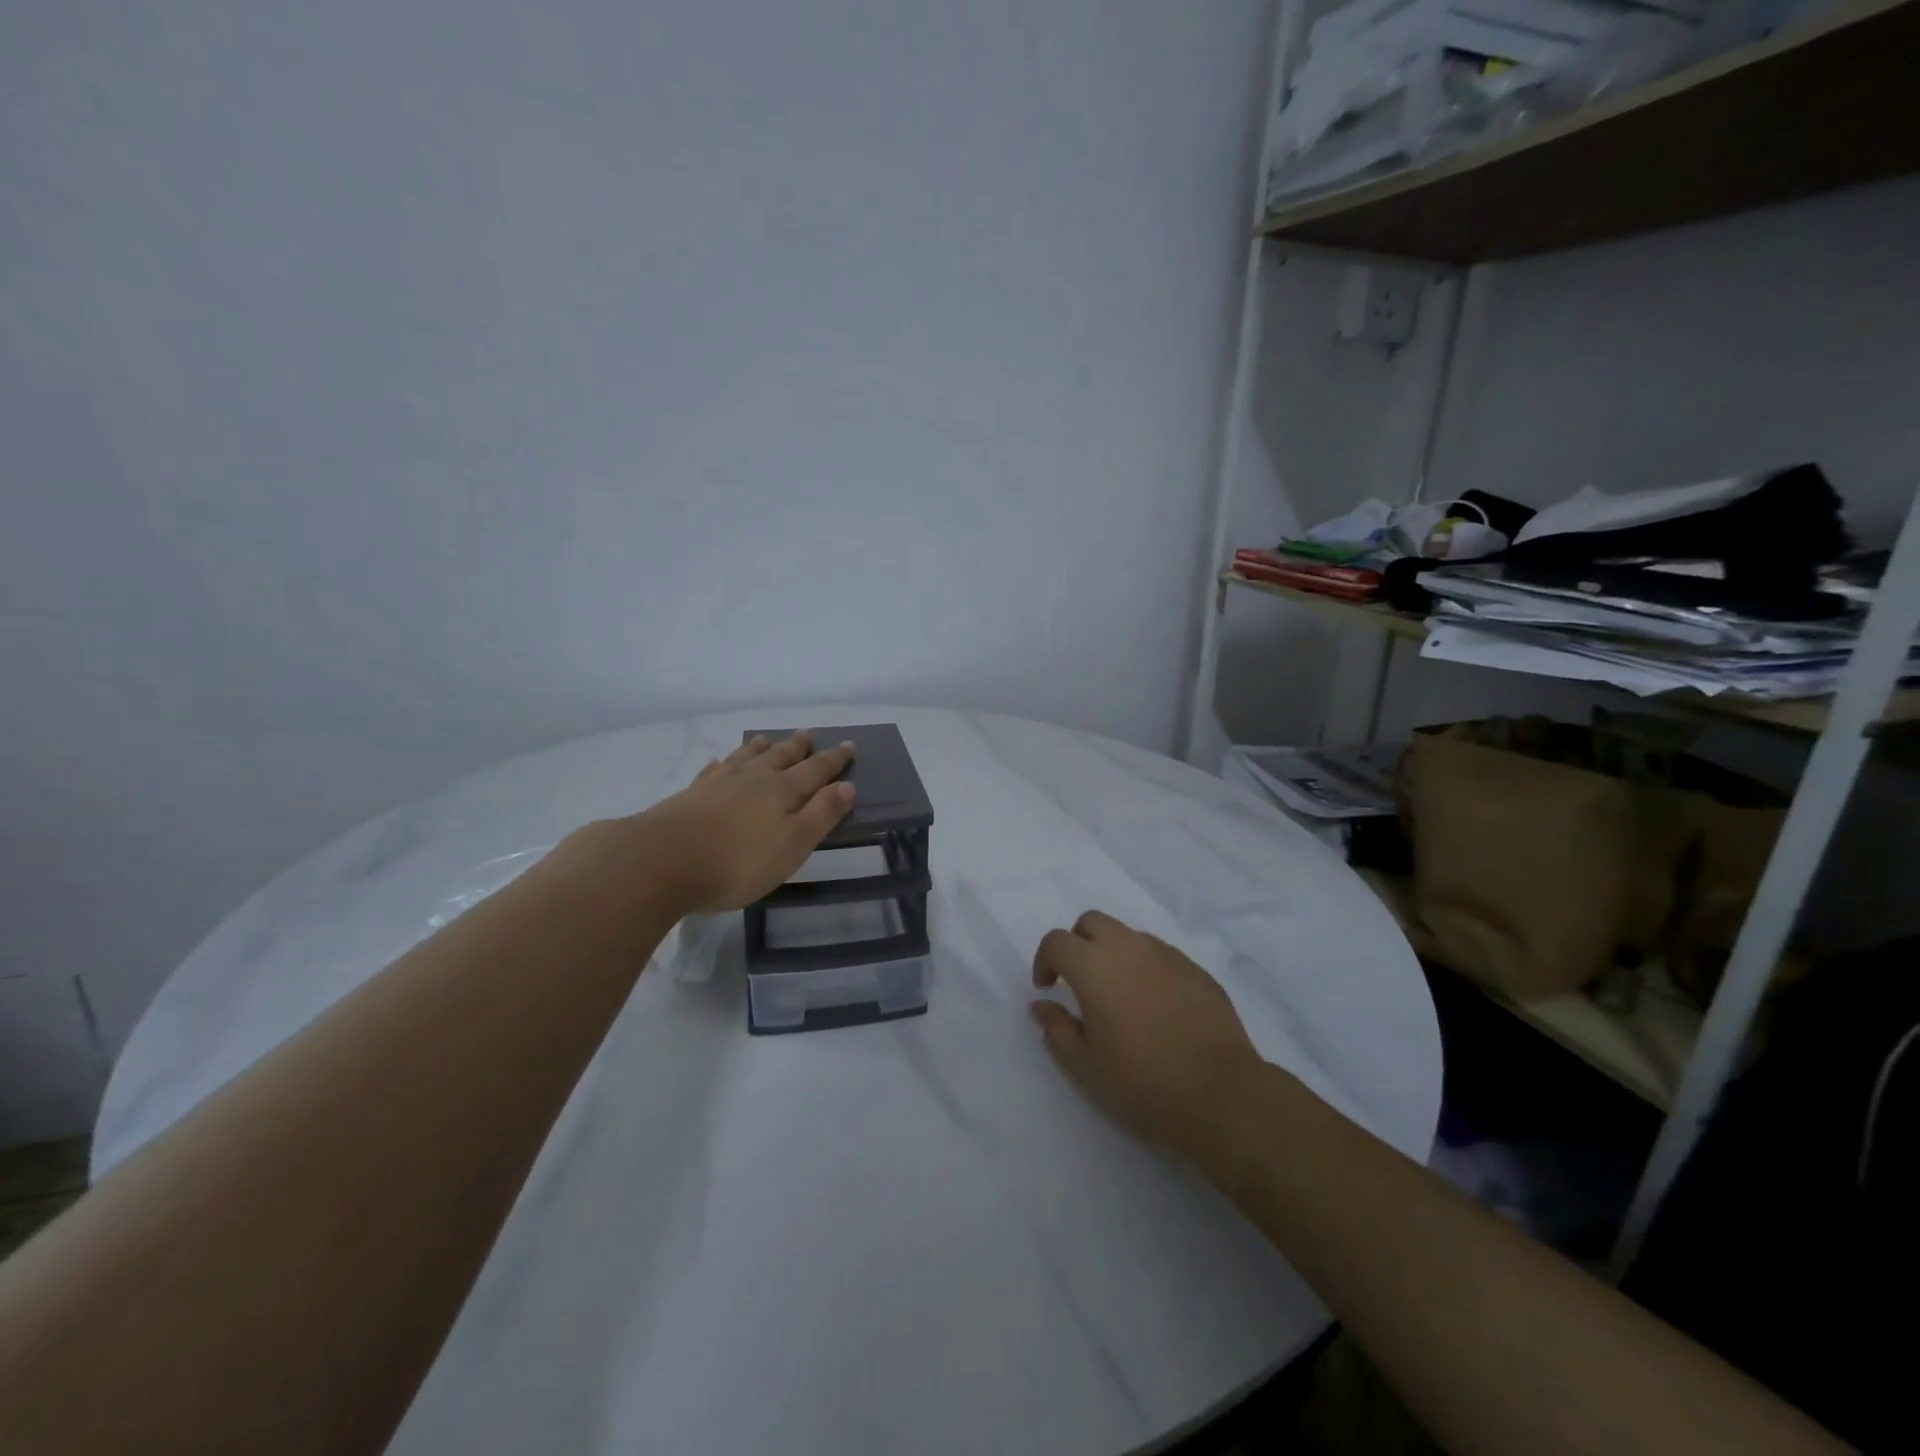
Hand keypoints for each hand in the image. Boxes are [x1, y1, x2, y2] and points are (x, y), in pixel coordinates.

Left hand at [570, 732, 856, 916]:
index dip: (833, 760)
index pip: (815, 770)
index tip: (848, 745)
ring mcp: (718, 784)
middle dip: (797, 747)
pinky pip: (711, 771)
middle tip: (808, 733)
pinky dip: (721, 764)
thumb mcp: (793, 844)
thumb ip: (821, 815)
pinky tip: (718, 762)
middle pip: (780, 757)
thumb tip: (847, 786)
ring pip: (745, 758)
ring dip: (760, 748)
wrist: (662, 861)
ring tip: (767, 738)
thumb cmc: (738, 860)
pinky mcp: (689, 796)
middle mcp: (752, 779)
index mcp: (782, 791)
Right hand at [1031, 912, 1265, 1161]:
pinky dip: (1145, 967)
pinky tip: (1153, 1005)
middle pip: (1092, 922)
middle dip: (1078, 943)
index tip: (1047, 988)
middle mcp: (1128, 948)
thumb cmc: (1141, 1082)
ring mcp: (1166, 954)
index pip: (1057, 941)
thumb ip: (1056, 1028)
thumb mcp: (1084, 1066)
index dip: (1045, 960)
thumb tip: (1042, 1005)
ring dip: (1113, 953)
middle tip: (1079, 981)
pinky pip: (1159, 954)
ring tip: (1119, 994)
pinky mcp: (1195, 969)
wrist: (1220, 1094)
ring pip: (1128, 935)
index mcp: (1094, 966)